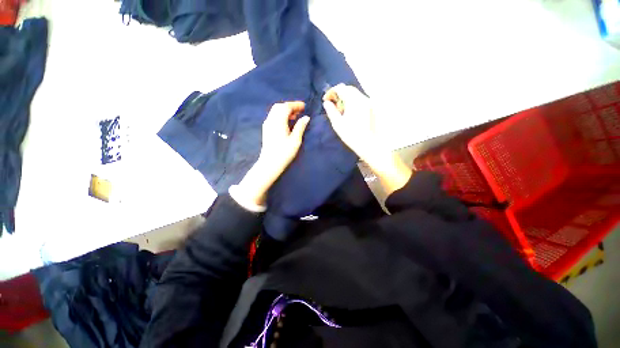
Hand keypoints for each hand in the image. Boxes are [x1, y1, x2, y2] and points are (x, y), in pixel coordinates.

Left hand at [236, 102, 309, 205]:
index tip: (304, 106)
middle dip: (290, 106)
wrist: (270, 163)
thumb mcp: (295, 140)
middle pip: (279, 107)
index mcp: (278, 121)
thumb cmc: (284, 153)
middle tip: (300, 111)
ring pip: (275, 111)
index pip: (286, 107)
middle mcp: (271, 120)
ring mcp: (267, 124)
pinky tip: (287, 122)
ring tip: (295, 117)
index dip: (295, 105)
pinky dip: (281, 115)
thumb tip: (306, 117)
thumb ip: (300, 127)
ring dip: (285, 111)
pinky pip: (273, 117)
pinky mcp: (266, 129)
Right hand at [323, 84, 411, 194]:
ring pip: (355, 94)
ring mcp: (369, 102)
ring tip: (340, 110)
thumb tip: (326, 103)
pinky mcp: (371, 108)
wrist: (369, 144)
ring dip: (345, 98)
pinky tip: (349, 113)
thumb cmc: (351, 135)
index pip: (341, 88)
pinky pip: (359, 100)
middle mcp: (363, 98)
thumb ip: (331, 111)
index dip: (331, 92)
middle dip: (338, 94)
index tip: (326, 100)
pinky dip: (352, 102)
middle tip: (333, 105)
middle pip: (348, 89)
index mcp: (354, 101)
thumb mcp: (337, 124)